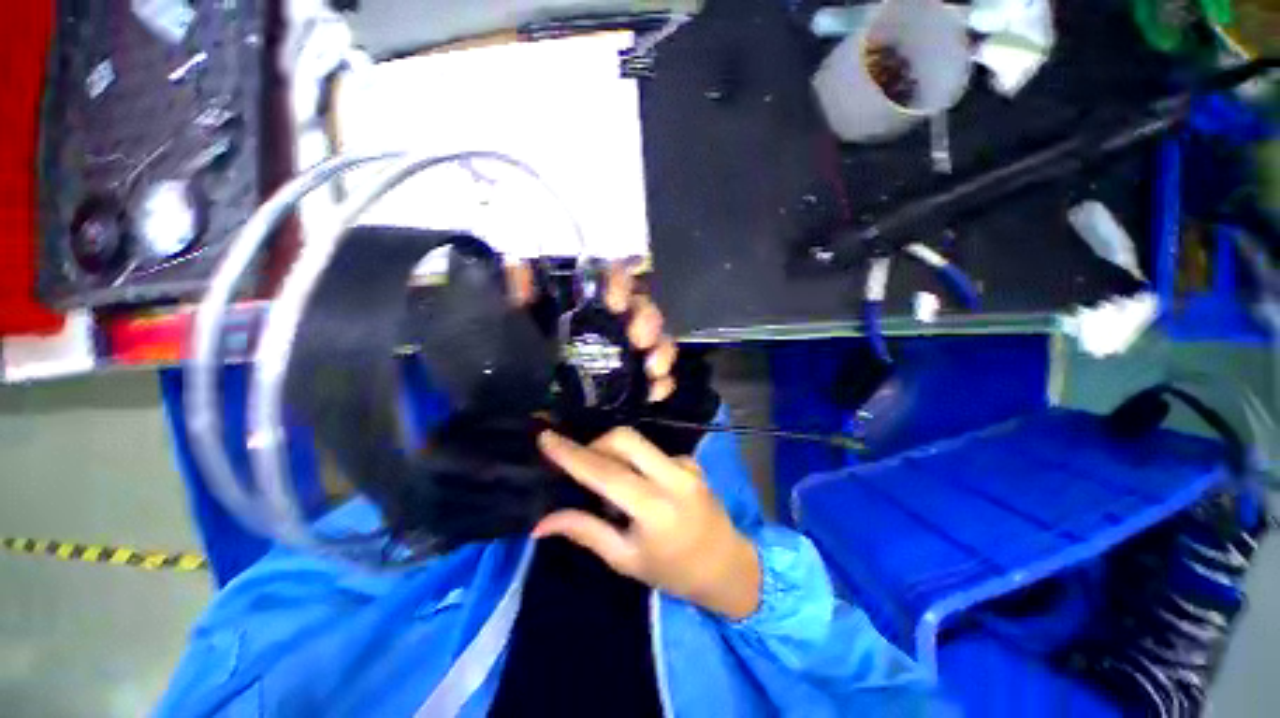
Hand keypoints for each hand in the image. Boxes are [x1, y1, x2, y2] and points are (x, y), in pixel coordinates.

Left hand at [507, 263, 677, 402]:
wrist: (535, 399)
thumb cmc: (531, 351)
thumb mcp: (521, 320)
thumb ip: (519, 294)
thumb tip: (518, 267)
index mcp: (592, 302)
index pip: (613, 278)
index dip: (619, 282)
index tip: (614, 301)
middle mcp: (617, 321)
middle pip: (643, 309)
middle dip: (647, 320)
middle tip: (639, 337)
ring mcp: (630, 351)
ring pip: (658, 341)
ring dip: (661, 350)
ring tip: (653, 367)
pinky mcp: (636, 380)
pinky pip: (659, 378)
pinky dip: (662, 384)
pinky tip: (655, 391)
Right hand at [533, 428, 761, 619]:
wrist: (726, 565)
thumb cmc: (672, 571)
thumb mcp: (625, 559)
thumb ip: (585, 531)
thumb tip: (541, 521)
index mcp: (654, 508)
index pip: (605, 472)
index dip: (572, 454)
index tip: (546, 438)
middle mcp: (672, 477)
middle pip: (625, 438)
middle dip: (595, 443)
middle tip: (581, 463)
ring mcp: (686, 465)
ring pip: (639, 441)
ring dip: (615, 452)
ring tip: (610, 482)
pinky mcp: (691, 461)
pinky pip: (654, 451)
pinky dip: (637, 461)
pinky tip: (640, 485)